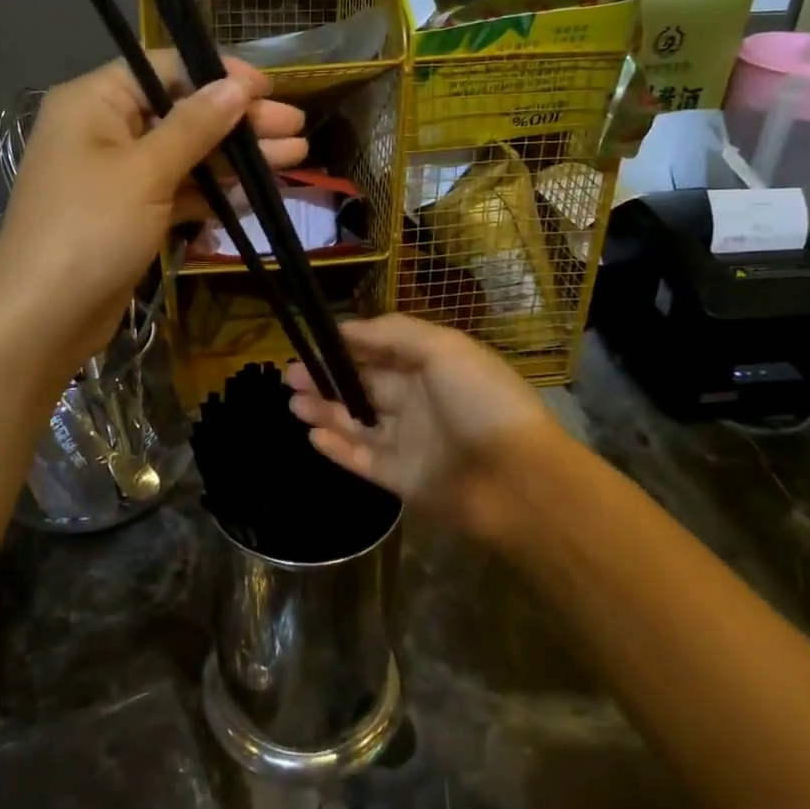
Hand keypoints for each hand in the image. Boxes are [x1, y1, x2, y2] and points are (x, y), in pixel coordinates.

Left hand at [0, 53, 304, 380]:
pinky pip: (179, 192)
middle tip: (296, 129)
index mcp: (94, 102)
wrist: (43, 319)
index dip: (219, 76)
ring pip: (187, 156)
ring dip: (237, 158)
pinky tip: (257, 194)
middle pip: (182, 113)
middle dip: (239, 122)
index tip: (268, 91)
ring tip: (295, 157)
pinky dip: (215, 194)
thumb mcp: (146, 171)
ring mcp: (119, 177)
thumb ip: (195, 126)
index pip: (165, 69)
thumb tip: (236, 85)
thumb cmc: (90, 230)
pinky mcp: (132, 216)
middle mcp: (104, 131)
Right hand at [286, 315, 556, 539]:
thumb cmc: (482, 402)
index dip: (348, 345)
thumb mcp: (444, 348)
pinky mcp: (402, 478)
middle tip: (291, 373)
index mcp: (432, 367)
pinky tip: (312, 433)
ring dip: (325, 410)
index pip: (382, 350)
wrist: (518, 480)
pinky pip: (362, 459)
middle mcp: (418, 400)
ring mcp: (410, 441)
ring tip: (292, 401)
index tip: (313, 341)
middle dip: (327, 377)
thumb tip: (347, 328)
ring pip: (357, 422)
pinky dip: (337, 447)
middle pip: (364, 385)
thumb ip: (394, 333)